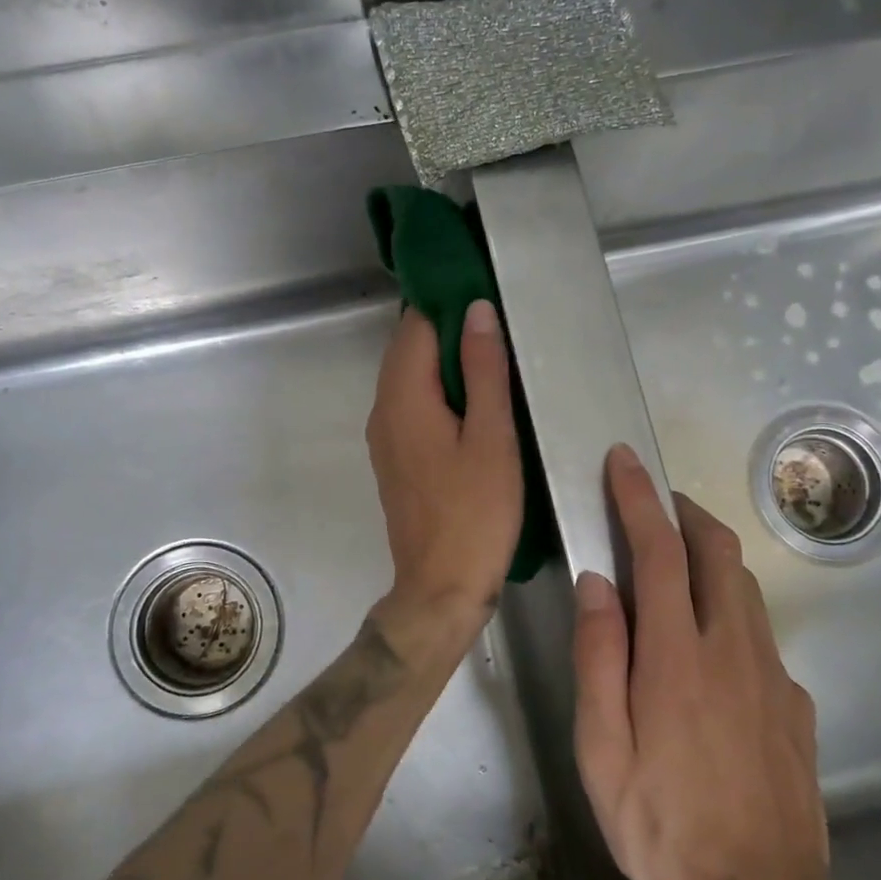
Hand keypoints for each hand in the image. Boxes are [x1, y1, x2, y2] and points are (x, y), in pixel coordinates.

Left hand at [365, 302, 522, 638]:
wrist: (440, 587)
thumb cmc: (475, 512)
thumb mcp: (491, 437)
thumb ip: (483, 370)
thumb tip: (475, 310)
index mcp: (403, 396)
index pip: (415, 325)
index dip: (447, 303)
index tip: (484, 292)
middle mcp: (383, 409)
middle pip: (408, 349)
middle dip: (446, 329)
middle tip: (497, 323)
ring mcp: (385, 436)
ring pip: (409, 378)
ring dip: (443, 362)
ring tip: (492, 357)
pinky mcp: (395, 458)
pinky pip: (412, 406)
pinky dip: (437, 392)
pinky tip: (472, 402)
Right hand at [572, 444, 837, 879]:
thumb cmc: (662, 823)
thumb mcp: (602, 748)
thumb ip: (598, 656)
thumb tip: (597, 583)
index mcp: (677, 655)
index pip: (659, 551)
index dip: (638, 498)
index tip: (624, 461)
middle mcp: (732, 648)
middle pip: (717, 551)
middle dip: (684, 511)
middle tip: (654, 501)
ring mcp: (772, 674)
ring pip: (743, 585)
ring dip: (710, 552)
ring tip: (676, 556)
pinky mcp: (795, 703)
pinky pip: (759, 632)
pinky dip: (729, 607)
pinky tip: (710, 641)